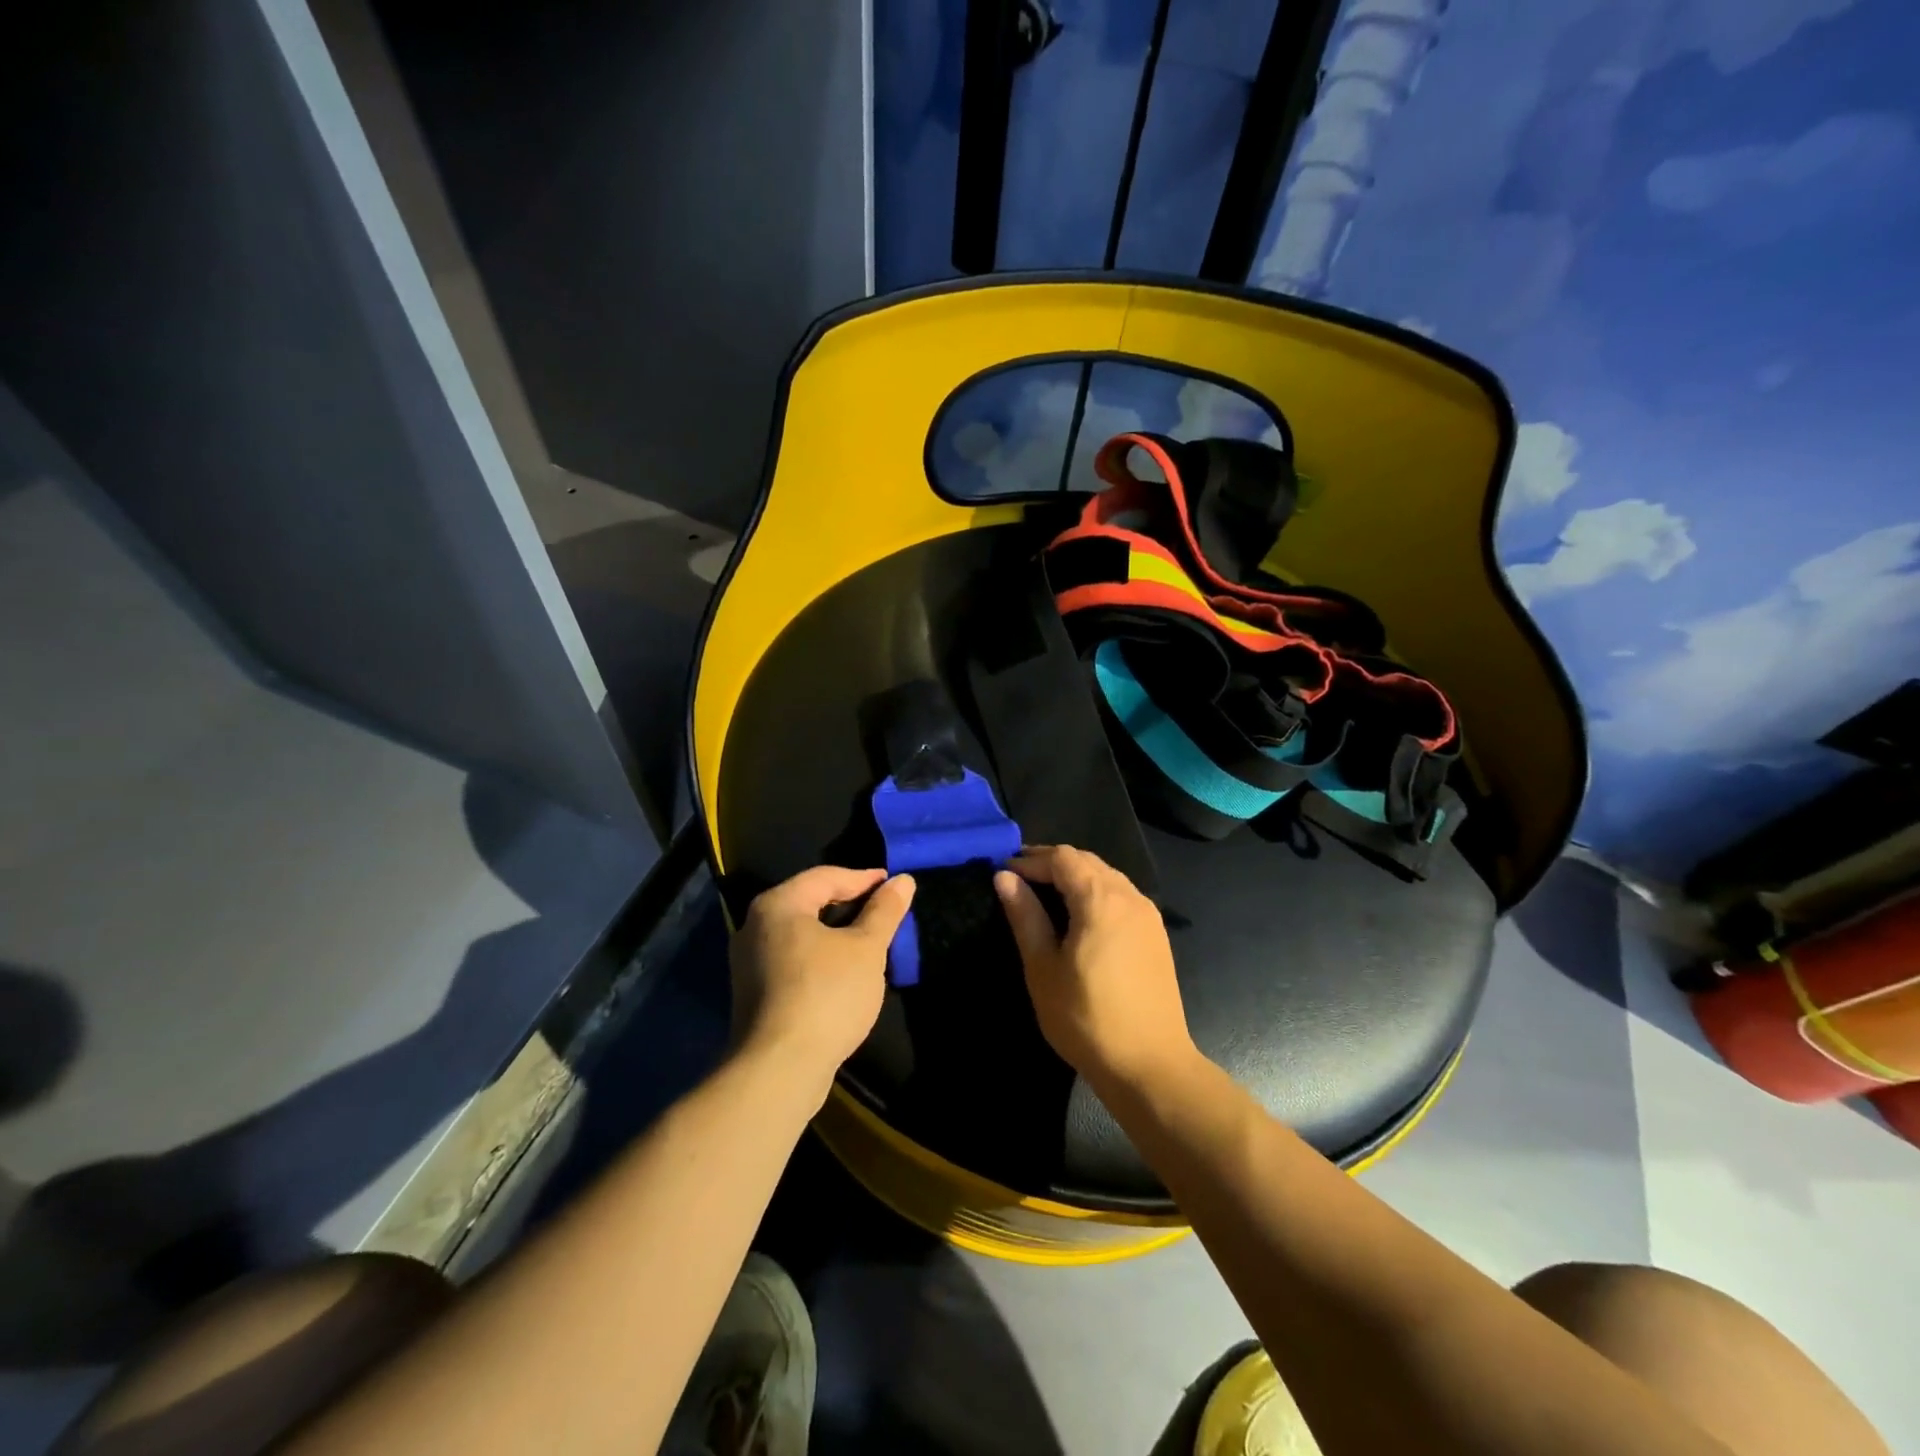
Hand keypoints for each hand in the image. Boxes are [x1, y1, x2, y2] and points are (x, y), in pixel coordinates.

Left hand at [730, 866, 914, 1097]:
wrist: (779, 1070)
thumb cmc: (826, 994)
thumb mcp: (866, 949)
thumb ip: (884, 911)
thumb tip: (903, 880)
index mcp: (778, 905)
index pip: (825, 877)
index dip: (863, 878)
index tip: (893, 885)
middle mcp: (754, 926)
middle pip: (809, 903)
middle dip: (849, 905)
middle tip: (883, 911)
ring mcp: (749, 963)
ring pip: (801, 935)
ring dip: (836, 935)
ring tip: (869, 942)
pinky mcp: (753, 994)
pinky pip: (792, 961)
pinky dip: (820, 959)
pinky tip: (843, 975)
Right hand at [994, 846, 1197, 1091]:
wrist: (1149, 1064)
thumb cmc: (1086, 1017)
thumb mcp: (1043, 967)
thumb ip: (1025, 916)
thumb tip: (1005, 877)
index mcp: (1100, 899)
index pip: (1062, 858)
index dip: (1031, 859)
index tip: (1004, 872)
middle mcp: (1129, 896)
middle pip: (1087, 861)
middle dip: (1052, 863)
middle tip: (1020, 877)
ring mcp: (1148, 915)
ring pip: (1107, 876)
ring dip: (1076, 876)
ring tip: (1045, 894)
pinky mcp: (1156, 934)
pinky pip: (1122, 895)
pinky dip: (1096, 892)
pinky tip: (1080, 915)